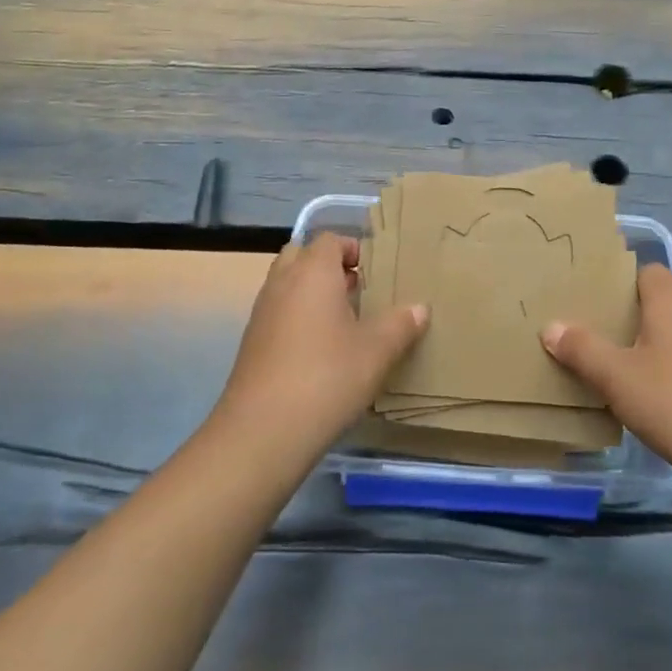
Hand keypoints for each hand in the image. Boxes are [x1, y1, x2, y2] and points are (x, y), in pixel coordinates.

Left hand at [213, 233, 428, 461]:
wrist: (263, 431)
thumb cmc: (327, 377)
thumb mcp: (376, 351)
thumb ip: (401, 324)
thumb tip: (419, 308)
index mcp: (312, 272)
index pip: (330, 240)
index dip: (353, 249)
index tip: (376, 272)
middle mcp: (282, 282)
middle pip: (302, 256)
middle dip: (329, 267)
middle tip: (358, 291)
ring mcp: (262, 312)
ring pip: (288, 285)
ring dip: (312, 293)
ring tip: (345, 322)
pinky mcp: (252, 343)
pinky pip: (278, 313)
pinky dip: (298, 318)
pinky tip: (321, 351)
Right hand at [540, 264, 671, 484]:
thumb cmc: (671, 401)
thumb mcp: (614, 375)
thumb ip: (581, 348)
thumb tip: (551, 327)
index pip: (645, 272)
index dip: (619, 284)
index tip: (593, 303)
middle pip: (661, 301)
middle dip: (631, 316)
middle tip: (598, 335)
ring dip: (653, 344)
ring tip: (622, 367)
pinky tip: (657, 396)